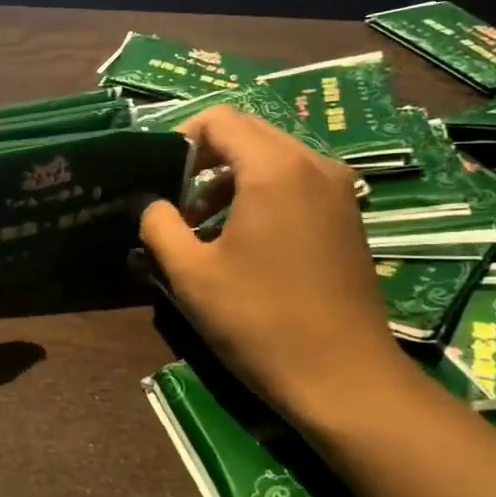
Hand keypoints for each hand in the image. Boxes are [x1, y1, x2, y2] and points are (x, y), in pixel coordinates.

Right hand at [138, 107, 414, 425]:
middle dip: (205, 161)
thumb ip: (159, 224)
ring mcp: (338, 189)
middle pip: (248, 133)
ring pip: (272, 157)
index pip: (219, 119)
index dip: (180, 140)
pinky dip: (261, 194)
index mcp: (274, 168)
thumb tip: (148, 202)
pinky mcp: (347, 216)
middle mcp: (313, 164)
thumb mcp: (190, 273)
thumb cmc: (259, 321)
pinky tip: (243, 241)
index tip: (160, 180)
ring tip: (204, 228)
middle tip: (178, 206)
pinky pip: (295, 181)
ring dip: (231, 180)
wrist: (343, 378)